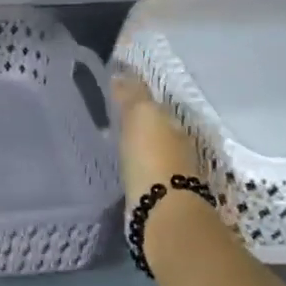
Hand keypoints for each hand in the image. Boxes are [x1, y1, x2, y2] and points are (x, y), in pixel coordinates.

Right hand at [112, 72, 202, 204]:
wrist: (162, 211)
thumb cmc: (152, 157)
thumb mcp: (140, 116)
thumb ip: (132, 94)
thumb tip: (120, 73)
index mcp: (173, 123)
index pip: (153, 104)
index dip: (134, 98)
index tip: (112, 94)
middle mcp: (177, 145)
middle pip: (154, 128)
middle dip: (135, 122)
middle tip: (108, 117)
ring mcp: (171, 172)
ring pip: (149, 150)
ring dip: (134, 146)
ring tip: (110, 142)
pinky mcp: (158, 195)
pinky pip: (143, 172)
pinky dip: (133, 166)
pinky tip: (119, 167)